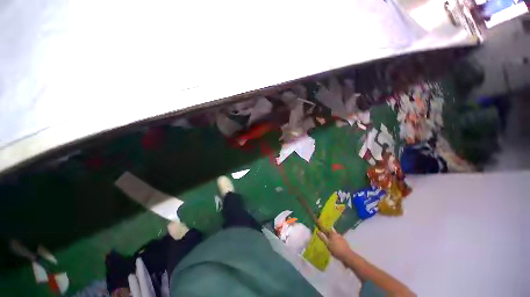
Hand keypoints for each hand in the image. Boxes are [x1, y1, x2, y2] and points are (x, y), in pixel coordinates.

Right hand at [317, 229, 351, 261]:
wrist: (347, 256)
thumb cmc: (336, 249)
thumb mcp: (327, 244)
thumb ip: (322, 237)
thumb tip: (317, 231)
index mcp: (332, 233)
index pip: (326, 229)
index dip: (322, 229)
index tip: (320, 229)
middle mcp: (337, 234)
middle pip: (330, 232)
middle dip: (328, 234)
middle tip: (325, 238)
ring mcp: (341, 238)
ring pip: (335, 236)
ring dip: (332, 238)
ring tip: (330, 243)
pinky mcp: (344, 242)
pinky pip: (338, 240)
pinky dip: (336, 242)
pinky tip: (335, 246)